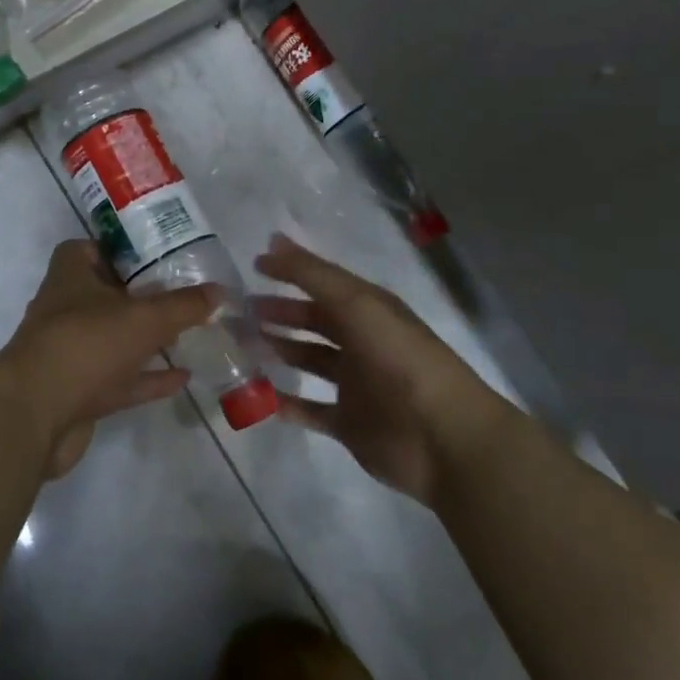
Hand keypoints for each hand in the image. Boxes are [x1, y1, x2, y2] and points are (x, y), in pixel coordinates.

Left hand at [0, 240, 215, 476]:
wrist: (35, 414)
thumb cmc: (86, 343)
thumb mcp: (143, 317)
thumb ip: (182, 305)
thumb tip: (218, 290)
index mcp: (70, 277)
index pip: (85, 249)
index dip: (115, 249)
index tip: (151, 254)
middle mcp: (65, 311)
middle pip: (104, 296)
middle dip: (139, 296)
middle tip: (180, 294)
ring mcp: (71, 354)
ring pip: (113, 340)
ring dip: (145, 339)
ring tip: (187, 334)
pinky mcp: (78, 393)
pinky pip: (120, 380)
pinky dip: (148, 378)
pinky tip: (182, 376)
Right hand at [253, 234, 503, 505]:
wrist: (444, 438)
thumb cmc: (399, 359)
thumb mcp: (356, 303)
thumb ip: (313, 274)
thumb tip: (272, 241)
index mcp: (369, 310)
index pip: (323, 283)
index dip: (290, 274)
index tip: (252, 268)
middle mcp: (362, 342)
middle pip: (313, 321)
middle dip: (277, 314)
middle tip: (235, 313)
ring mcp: (356, 384)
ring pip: (308, 361)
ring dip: (276, 351)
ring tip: (239, 346)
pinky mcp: (350, 424)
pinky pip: (310, 409)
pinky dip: (284, 403)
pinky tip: (255, 396)